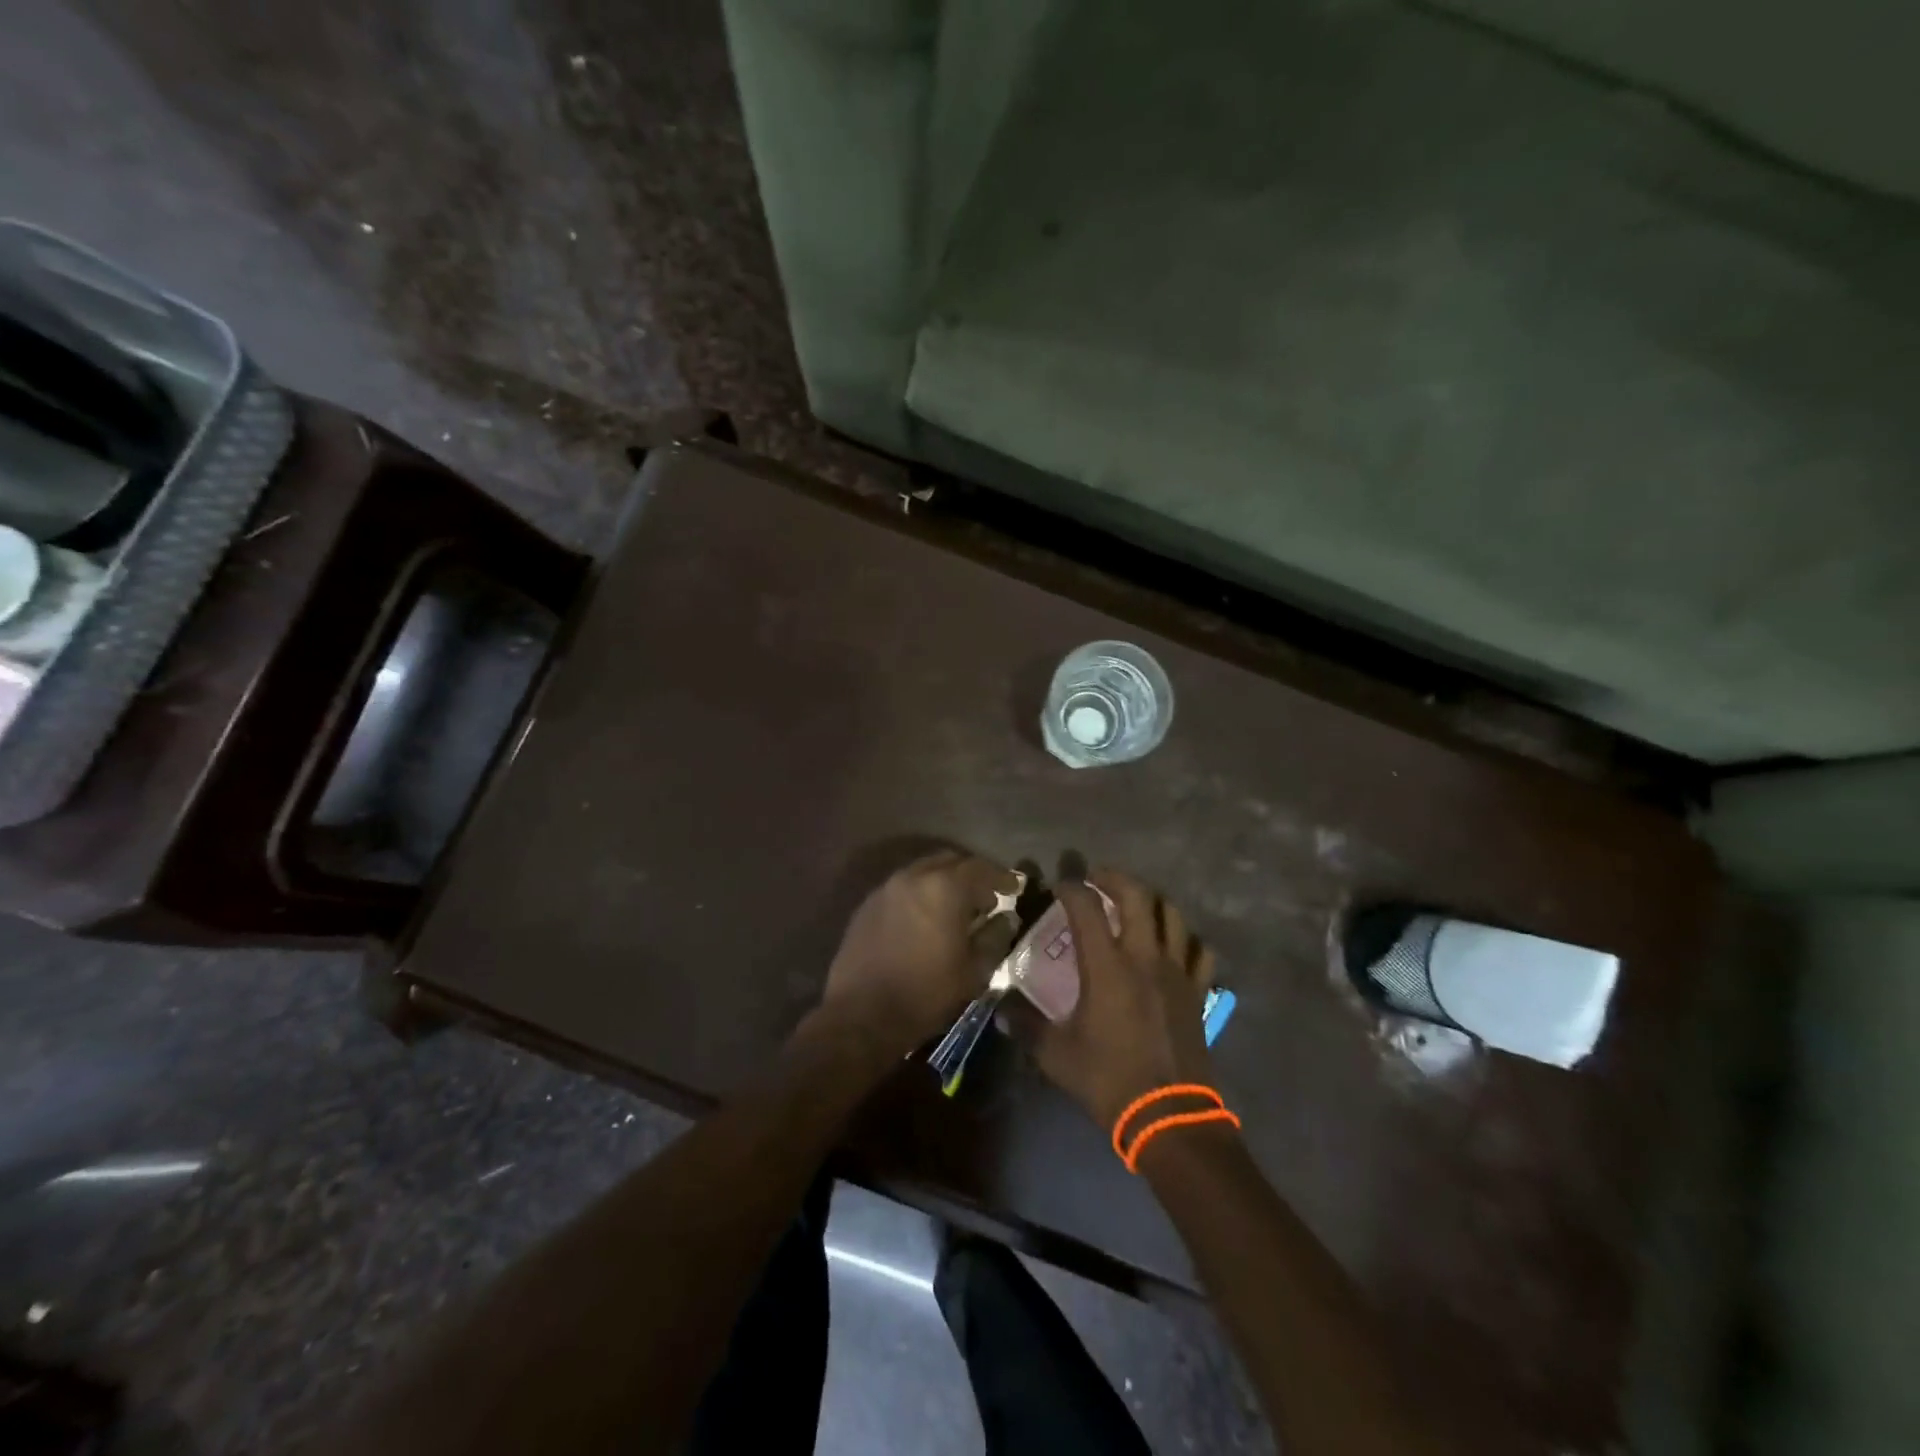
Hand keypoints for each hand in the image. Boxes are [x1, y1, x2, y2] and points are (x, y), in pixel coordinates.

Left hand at [817, 850, 1021, 1057]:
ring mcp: (886, 888)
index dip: (1001, 877)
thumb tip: (1005, 918)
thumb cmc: (926, 994)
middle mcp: (913, 877)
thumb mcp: (974, 971)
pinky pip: (903, 887)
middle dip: (972, 874)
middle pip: (950, 861)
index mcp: (944, 888)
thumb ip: (995, 937)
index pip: (981, 869)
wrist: (861, 1016)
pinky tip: (926, 918)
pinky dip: (921, 893)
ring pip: (923, 870)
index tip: (1015, 888)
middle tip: (986, 897)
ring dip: (944, 881)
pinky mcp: (868, 905)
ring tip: (957, 908)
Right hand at [1024, 869, 1217, 1127]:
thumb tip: (998, 1007)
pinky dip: (1185, 938)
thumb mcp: (1056, 1054)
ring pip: (1172, 914)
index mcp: (1107, 966)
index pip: (1086, 908)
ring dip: (1151, 900)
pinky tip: (1173, 943)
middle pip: (1137, 895)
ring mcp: (1177, 971)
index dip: (1071, 888)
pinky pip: (1198, 950)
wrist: (1169, 1116)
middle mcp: (1144, 957)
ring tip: (1134, 903)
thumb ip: (1025, 1025)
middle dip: (1114, 878)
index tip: (1059, 884)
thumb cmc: (1109, 1080)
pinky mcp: (1197, 991)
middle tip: (1097, 878)